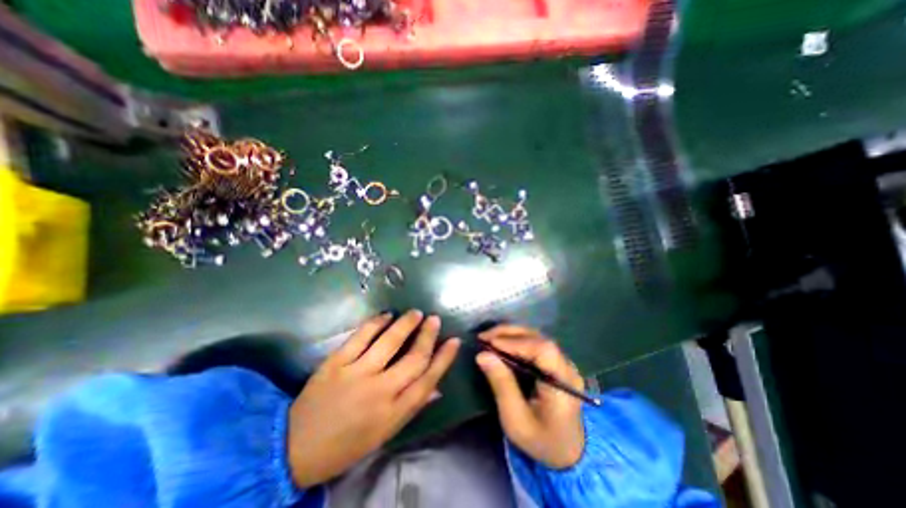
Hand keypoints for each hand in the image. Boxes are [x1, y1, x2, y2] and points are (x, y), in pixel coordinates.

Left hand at [287, 310, 459, 488]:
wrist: (294, 449)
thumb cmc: (346, 443)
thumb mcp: (383, 433)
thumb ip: (411, 406)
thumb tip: (437, 387)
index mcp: (393, 413)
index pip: (427, 380)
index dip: (444, 358)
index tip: (454, 341)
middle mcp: (379, 392)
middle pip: (413, 359)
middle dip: (428, 336)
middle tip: (435, 319)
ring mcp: (356, 374)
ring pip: (389, 342)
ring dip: (406, 324)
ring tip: (416, 313)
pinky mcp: (336, 363)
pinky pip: (360, 337)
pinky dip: (376, 323)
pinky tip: (386, 315)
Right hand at [475, 326, 587, 468]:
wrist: (567, 453)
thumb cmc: (541, 440)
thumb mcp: (516, 420)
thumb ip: (501, 384)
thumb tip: (482, 355)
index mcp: (563, 384)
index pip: (543, 350)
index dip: (516, 342)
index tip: (490, 343)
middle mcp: (568, 368)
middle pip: (539, 339)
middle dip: (509, 334)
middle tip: (484, 336)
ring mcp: (565, 363)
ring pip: (537, 337)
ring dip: (512, 334)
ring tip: (489, 337)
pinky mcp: (558, 362)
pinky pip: (537, 344)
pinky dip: (517, 340)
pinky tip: (502, 343)